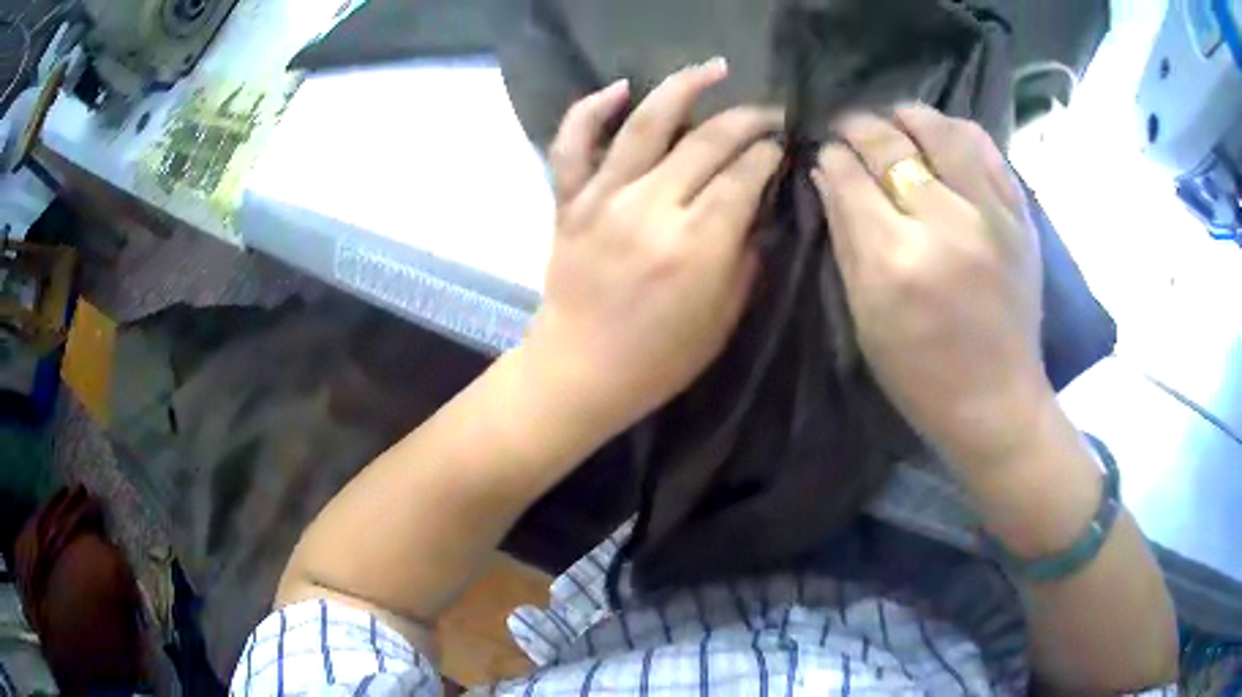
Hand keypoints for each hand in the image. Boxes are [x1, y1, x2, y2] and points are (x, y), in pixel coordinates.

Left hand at [523, 59, 782, 438]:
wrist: (579, 370)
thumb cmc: (659, 359)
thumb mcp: (724, 317)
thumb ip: (748, 255)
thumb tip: (761, 207)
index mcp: (697, 245)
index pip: (744, 175)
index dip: (769, 153)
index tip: (783, 145)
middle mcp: (651, 208)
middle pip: (708, 142)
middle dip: (747, 120)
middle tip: (769, 113)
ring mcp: (603, 198)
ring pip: (646, 124)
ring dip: (684, 87)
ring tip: (714, 69)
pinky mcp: (569, 200)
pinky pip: (573, 143)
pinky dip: (590, 109)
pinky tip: (619, 88)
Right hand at [813, 105, 1049, 468]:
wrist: (997, 401)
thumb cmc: (920, 374)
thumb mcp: (866, 317)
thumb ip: (845, 239)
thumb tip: (827, 174)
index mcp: (896, 261)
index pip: (851, 178)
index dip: (832, 157)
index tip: (825, 152)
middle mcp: (945, 224)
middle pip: (891, 146)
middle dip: (859, 128)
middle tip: (847, 127)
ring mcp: (990, 215)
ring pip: (941, 131)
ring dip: (909, 116)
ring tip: (895, 118)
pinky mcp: (1020, 216)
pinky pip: (987, 148)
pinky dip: (958, 130)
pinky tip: (942, 133)